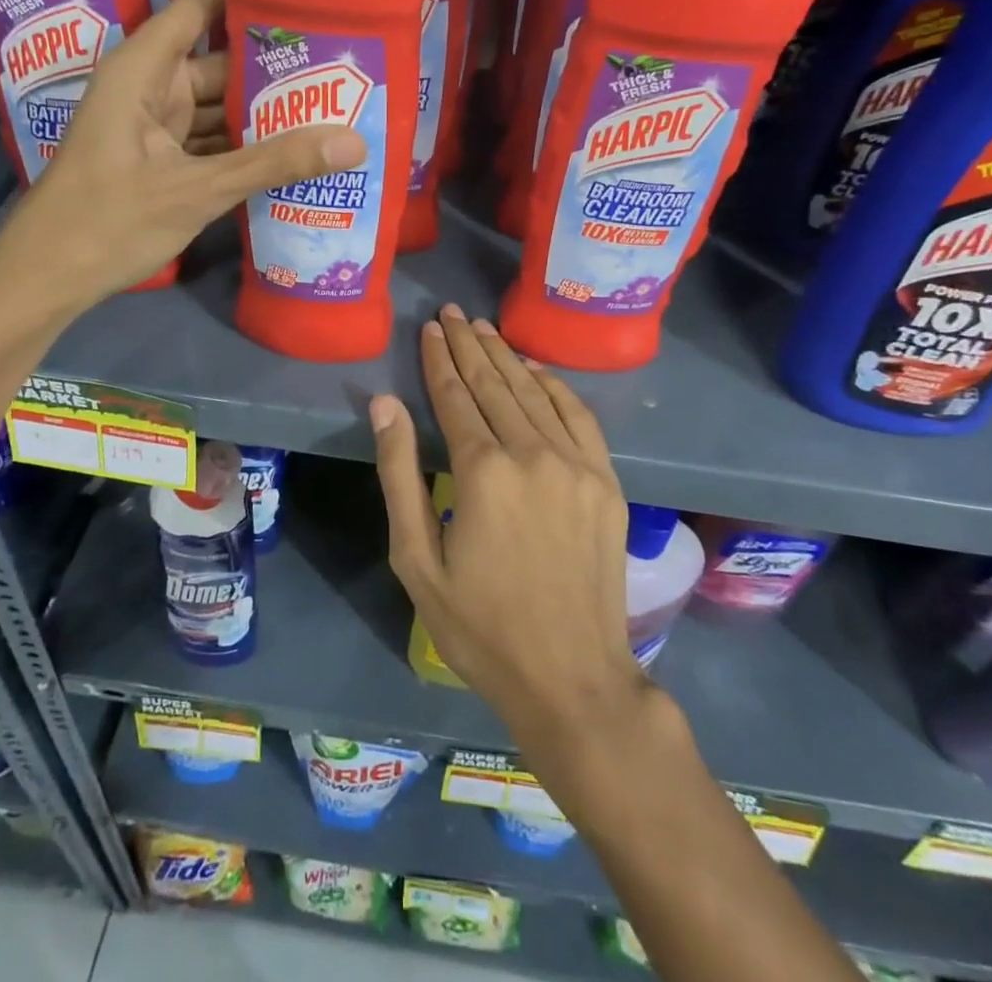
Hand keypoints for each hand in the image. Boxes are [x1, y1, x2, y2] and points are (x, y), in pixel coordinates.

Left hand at [0, 0, 365, 316]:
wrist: (46, 278)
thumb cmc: (108, 221)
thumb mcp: (197, 190)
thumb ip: (273, 164)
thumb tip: (353, 142)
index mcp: (145, 69)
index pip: (201, 5)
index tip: (308, 2)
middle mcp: (151, 86)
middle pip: (221, 61)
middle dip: (274, 68)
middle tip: (341, 70)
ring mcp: (155, 126)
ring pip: (219, 106)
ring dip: (264, 113)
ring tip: (332, 109)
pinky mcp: (162, 161)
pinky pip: (211, 141)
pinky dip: (244, 148)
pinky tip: (292, 155)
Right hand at [371, 305, 648, 743]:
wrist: (572, 679)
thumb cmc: (480, 627)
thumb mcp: (415, 559)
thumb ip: (399, 474)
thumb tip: (385, 404)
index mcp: (482, 472)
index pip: (454, 396)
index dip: (439, 359)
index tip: (430, 327)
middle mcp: (532, 453)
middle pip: (494, 384)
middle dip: (469, 345)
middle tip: (453, 312)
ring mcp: (576, 464)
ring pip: (534, 392)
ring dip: (506, 356)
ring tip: (484, 328)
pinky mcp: (605, 480)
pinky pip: (578, 415)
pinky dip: (554, 384)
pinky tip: (535, 367)